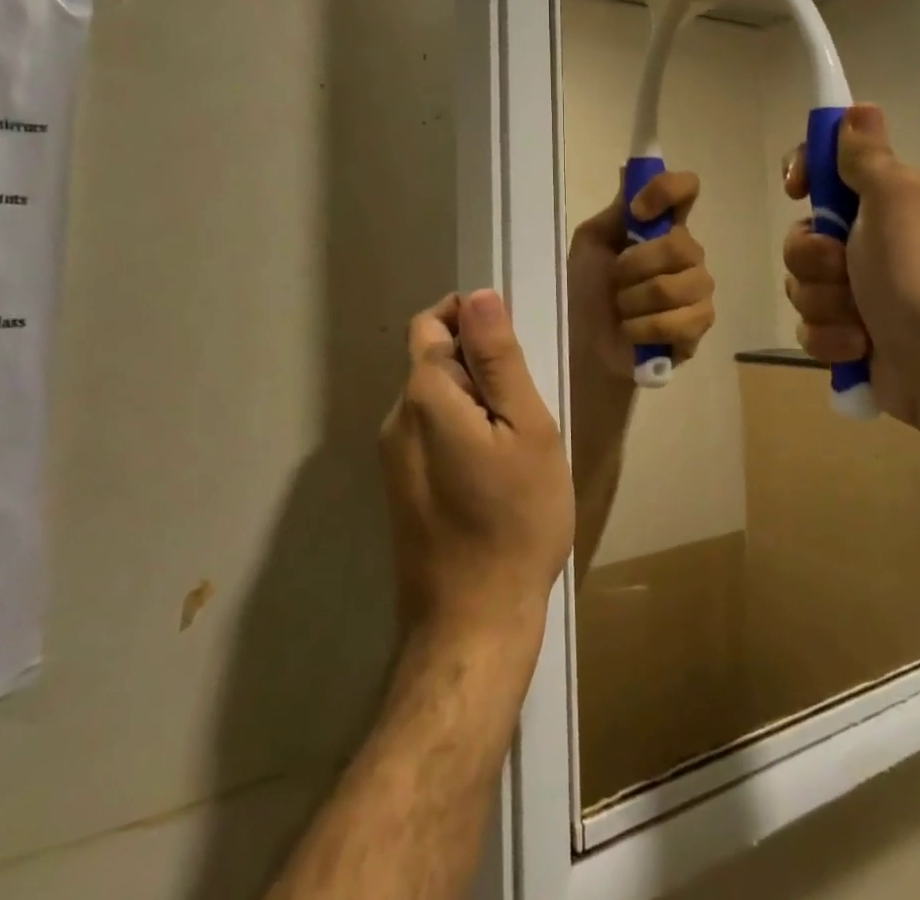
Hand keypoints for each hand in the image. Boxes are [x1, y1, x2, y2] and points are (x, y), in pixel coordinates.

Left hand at [380, 292, 574, 646]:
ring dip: (473, 400)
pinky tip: (494, 470)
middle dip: (478, 364)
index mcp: (424, 395)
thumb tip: (479, 296)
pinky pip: (430, 433)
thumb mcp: (525, 428)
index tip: (513, 346)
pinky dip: (461, 430)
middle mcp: (396, 419)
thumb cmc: (515, 519)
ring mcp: (393, 457)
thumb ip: (498, 359)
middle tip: (526, 403)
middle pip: (433, 360)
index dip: (472, 318)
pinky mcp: (400, 488)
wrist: (474, 623)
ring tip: (516, 441)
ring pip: (434, 399)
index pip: (433, 323)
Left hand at [567, 170, 716, 383]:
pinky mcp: (700, 325)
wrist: (584, 345)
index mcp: (663, 226)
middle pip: (678, 244)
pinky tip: (633, 332)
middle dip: (633, 266)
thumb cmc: (586, 291)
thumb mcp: (592, 244)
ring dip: (632, 301)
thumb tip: (629, 168)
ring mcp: (699, 289)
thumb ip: (616, 211)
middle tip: (615, 282)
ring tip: (622, 310)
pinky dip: (643, 328)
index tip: (638, 211)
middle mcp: (688, 252)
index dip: (666, 191)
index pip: (686, 189)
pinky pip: (678, 321)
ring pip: (672, 286)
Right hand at [783, 104, 919, 437]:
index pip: (827, 171)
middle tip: (843, 268)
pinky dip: (830, 338)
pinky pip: (809, 327)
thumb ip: (867, 156)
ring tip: (858, 319)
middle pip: (802, 235)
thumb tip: (859, 109)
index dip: (805, 174)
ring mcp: (857, 292)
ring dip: (823, 302)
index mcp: (884, 204)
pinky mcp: (848, 336)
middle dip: (813, 257)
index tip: (798, 189)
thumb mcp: (894, 199)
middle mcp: (869, 243)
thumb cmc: (914, 273)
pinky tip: (858, 346)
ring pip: (801, 284)